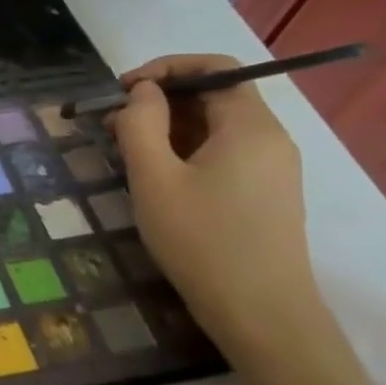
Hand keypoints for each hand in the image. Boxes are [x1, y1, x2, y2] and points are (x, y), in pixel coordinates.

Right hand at [108, 55, 347, 377]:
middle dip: (160, 101)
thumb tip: (143, 93)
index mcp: (249, 126)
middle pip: (214, 96)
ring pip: (215, 126)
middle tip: (113, 125)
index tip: (124, 90)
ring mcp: (272, 168)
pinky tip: (157, 177)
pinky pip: (223, 152)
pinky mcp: (266, 193)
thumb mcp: (154, 178)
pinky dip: (186, 150)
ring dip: (168, 127)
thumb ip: (141, 124)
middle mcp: (270, 138)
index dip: (166, 68)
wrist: (262, 316)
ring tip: (126, 152)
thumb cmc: (203, 241)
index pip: (215, 68)